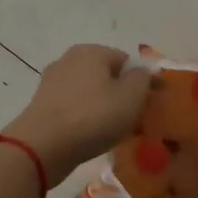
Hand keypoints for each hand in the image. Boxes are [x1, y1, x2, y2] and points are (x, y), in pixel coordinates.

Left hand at [4, 45, 152, 183]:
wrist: (43, 146)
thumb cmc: (93, 117)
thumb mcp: (131, 96)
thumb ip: (142, 79)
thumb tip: (142, 73)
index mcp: (92, 51)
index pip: (127, 61)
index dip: (144, 81)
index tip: (155, 102)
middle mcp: (69, 60)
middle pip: (107, 76)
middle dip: (123, 94)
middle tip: (136, 119)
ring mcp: (52, 82)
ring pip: (90, 93)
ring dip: (104, 107)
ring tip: (116, 130)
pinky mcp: (43, 105)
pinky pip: (74, 108)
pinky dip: (86, 117)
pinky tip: (92, 135)